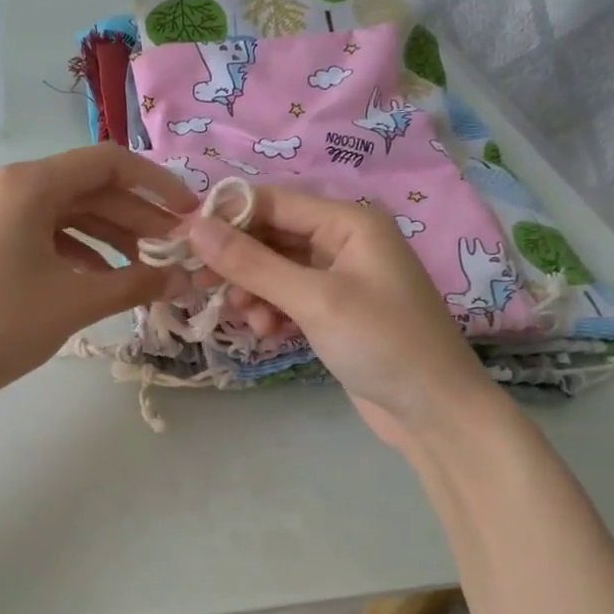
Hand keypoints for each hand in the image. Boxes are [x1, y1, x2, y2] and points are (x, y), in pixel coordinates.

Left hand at [0, 145, 198, 413]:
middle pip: (83, 188)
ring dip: (105, 236)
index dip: (156, 183)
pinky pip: (34, 230)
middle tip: (172, 250)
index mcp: (24, 184)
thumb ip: (137, 283)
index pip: (106, 163)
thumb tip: (187, 278)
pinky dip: (70, 248)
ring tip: (142, 268)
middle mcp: (0, 183)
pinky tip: (97, 277)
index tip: (188, 212)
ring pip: (59, 211)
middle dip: (133, 217)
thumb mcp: (75, 303)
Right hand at [185, 187, 508, 450]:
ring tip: (253, 322)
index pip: (272, 202)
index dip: (225, 218)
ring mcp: (339, 278)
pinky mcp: (333, 311)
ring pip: (275, 270)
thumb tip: (194, 227)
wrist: (434, 411)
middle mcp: (343, 241)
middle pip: (271, 236)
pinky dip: (272, 311)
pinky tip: (269, 334)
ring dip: (254, 292)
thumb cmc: (382, 343)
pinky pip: (288, 298)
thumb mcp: (314, 299)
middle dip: (239, 262)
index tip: (180, 240)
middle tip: (204, 287)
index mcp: (349, 221)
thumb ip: (252, 263)